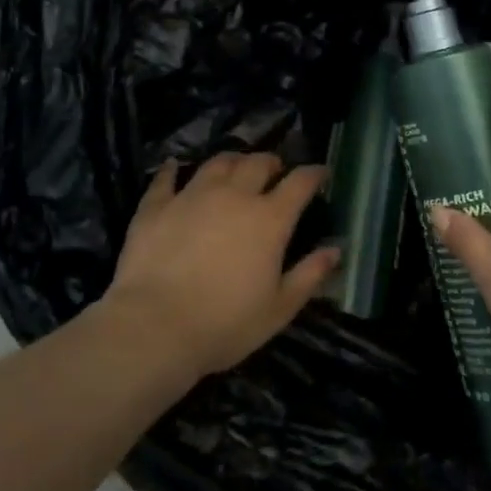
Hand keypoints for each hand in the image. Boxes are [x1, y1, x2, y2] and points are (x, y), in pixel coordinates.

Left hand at [100, 152, 337, 379]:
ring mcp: (192, 196)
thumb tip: (336, 249)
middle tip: (275, 172)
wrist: (154, 328)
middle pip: (258, 163)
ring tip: (235, 168)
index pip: (300, 182)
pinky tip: (173, 167)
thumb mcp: (279, 308)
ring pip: (217, 163)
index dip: (314, 173)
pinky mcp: (155, 207)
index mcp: (269, 219)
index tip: (321, 173)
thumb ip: (310, 275)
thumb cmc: (225, 324)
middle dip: (272, 163)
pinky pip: (165, 178)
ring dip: (232, 161)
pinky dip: (172, 170)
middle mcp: (234, 196)